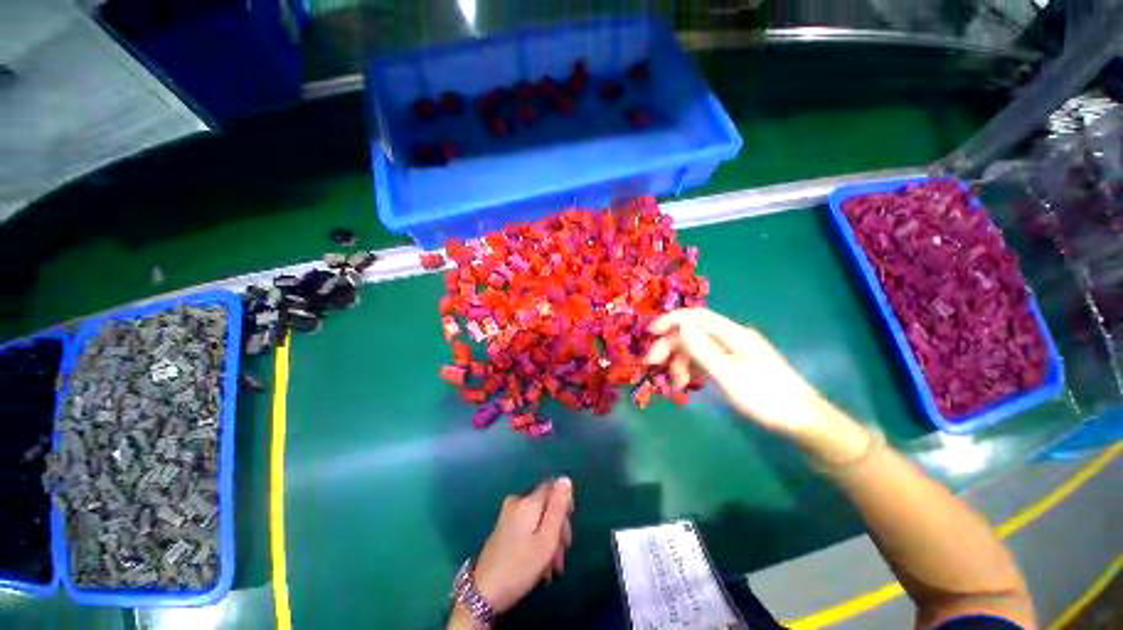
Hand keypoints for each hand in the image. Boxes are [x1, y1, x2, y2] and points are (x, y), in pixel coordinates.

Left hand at [472, 477, 573, 614]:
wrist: (483, 593)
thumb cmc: (519, 567)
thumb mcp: (546, 540)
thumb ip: (557, 508)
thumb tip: (566, 478)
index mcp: (527, 502)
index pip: (553, 487)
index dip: (564, 505)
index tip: (566, 532)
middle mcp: (517, 501)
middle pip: (546, 505)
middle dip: (557, 528)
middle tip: (561, 557)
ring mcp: (508, 515)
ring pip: (538, 519)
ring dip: (548, 540)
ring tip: (551, 569)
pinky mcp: (503, 528)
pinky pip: (528, 527)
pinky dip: (536, 542)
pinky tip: (539, 566)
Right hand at [644, 308, 837, 438]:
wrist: (804, 421)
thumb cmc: (767, 398)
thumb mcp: (730, 375)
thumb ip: (703, 350)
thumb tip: (680, 326)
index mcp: (732, 334)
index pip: (695, 316)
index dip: (670, 320)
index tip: (649, 333)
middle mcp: (731, 338)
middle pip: (693, 333)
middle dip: (670, 345)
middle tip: (652, 364)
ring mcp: (734, 352)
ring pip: (697, 348)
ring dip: (681, 361)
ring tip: (677, 385)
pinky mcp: (735, 366)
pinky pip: (706, 360)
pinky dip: (693, 369)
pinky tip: (688, 383)